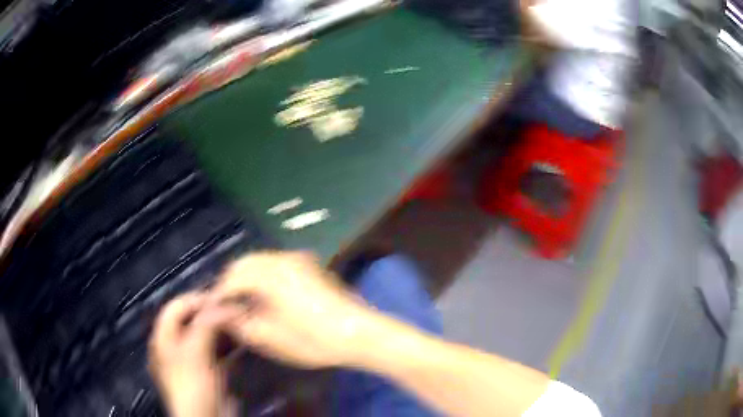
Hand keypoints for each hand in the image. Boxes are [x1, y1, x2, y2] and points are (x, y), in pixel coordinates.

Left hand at [148, 293, 238, 416]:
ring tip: (243, 321)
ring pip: (207, 336)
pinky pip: (218, 352)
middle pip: (192, 321)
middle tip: (235, 308)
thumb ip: (206, 325)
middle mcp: (176, 346)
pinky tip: (244, 341)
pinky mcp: (210, 372)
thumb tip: (225, 304)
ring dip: (224, 328)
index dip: (196, 299)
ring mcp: (193, 360)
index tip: (221, 296)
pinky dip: (230, 344)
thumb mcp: (194, 353)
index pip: (176, 307)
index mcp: (164, 338)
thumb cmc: (193, 385)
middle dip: (213, 313)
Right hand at [211, 251, 376, 368]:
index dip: (220, 295)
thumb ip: (241, 324)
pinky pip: (276, 263)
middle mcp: (282, 259)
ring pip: (259, 260)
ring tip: (245, 302)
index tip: (214, 310)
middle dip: (232, 283)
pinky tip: (266, 294)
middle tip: (228, 307)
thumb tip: (222, 314)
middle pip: (244, 263)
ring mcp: (298, 259)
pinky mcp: (309, 264)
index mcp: (270, 275)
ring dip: (247, 277)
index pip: (232, 278)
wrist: (359, 333)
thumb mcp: (272, 339)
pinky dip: (263, 274)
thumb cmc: (314, 340)